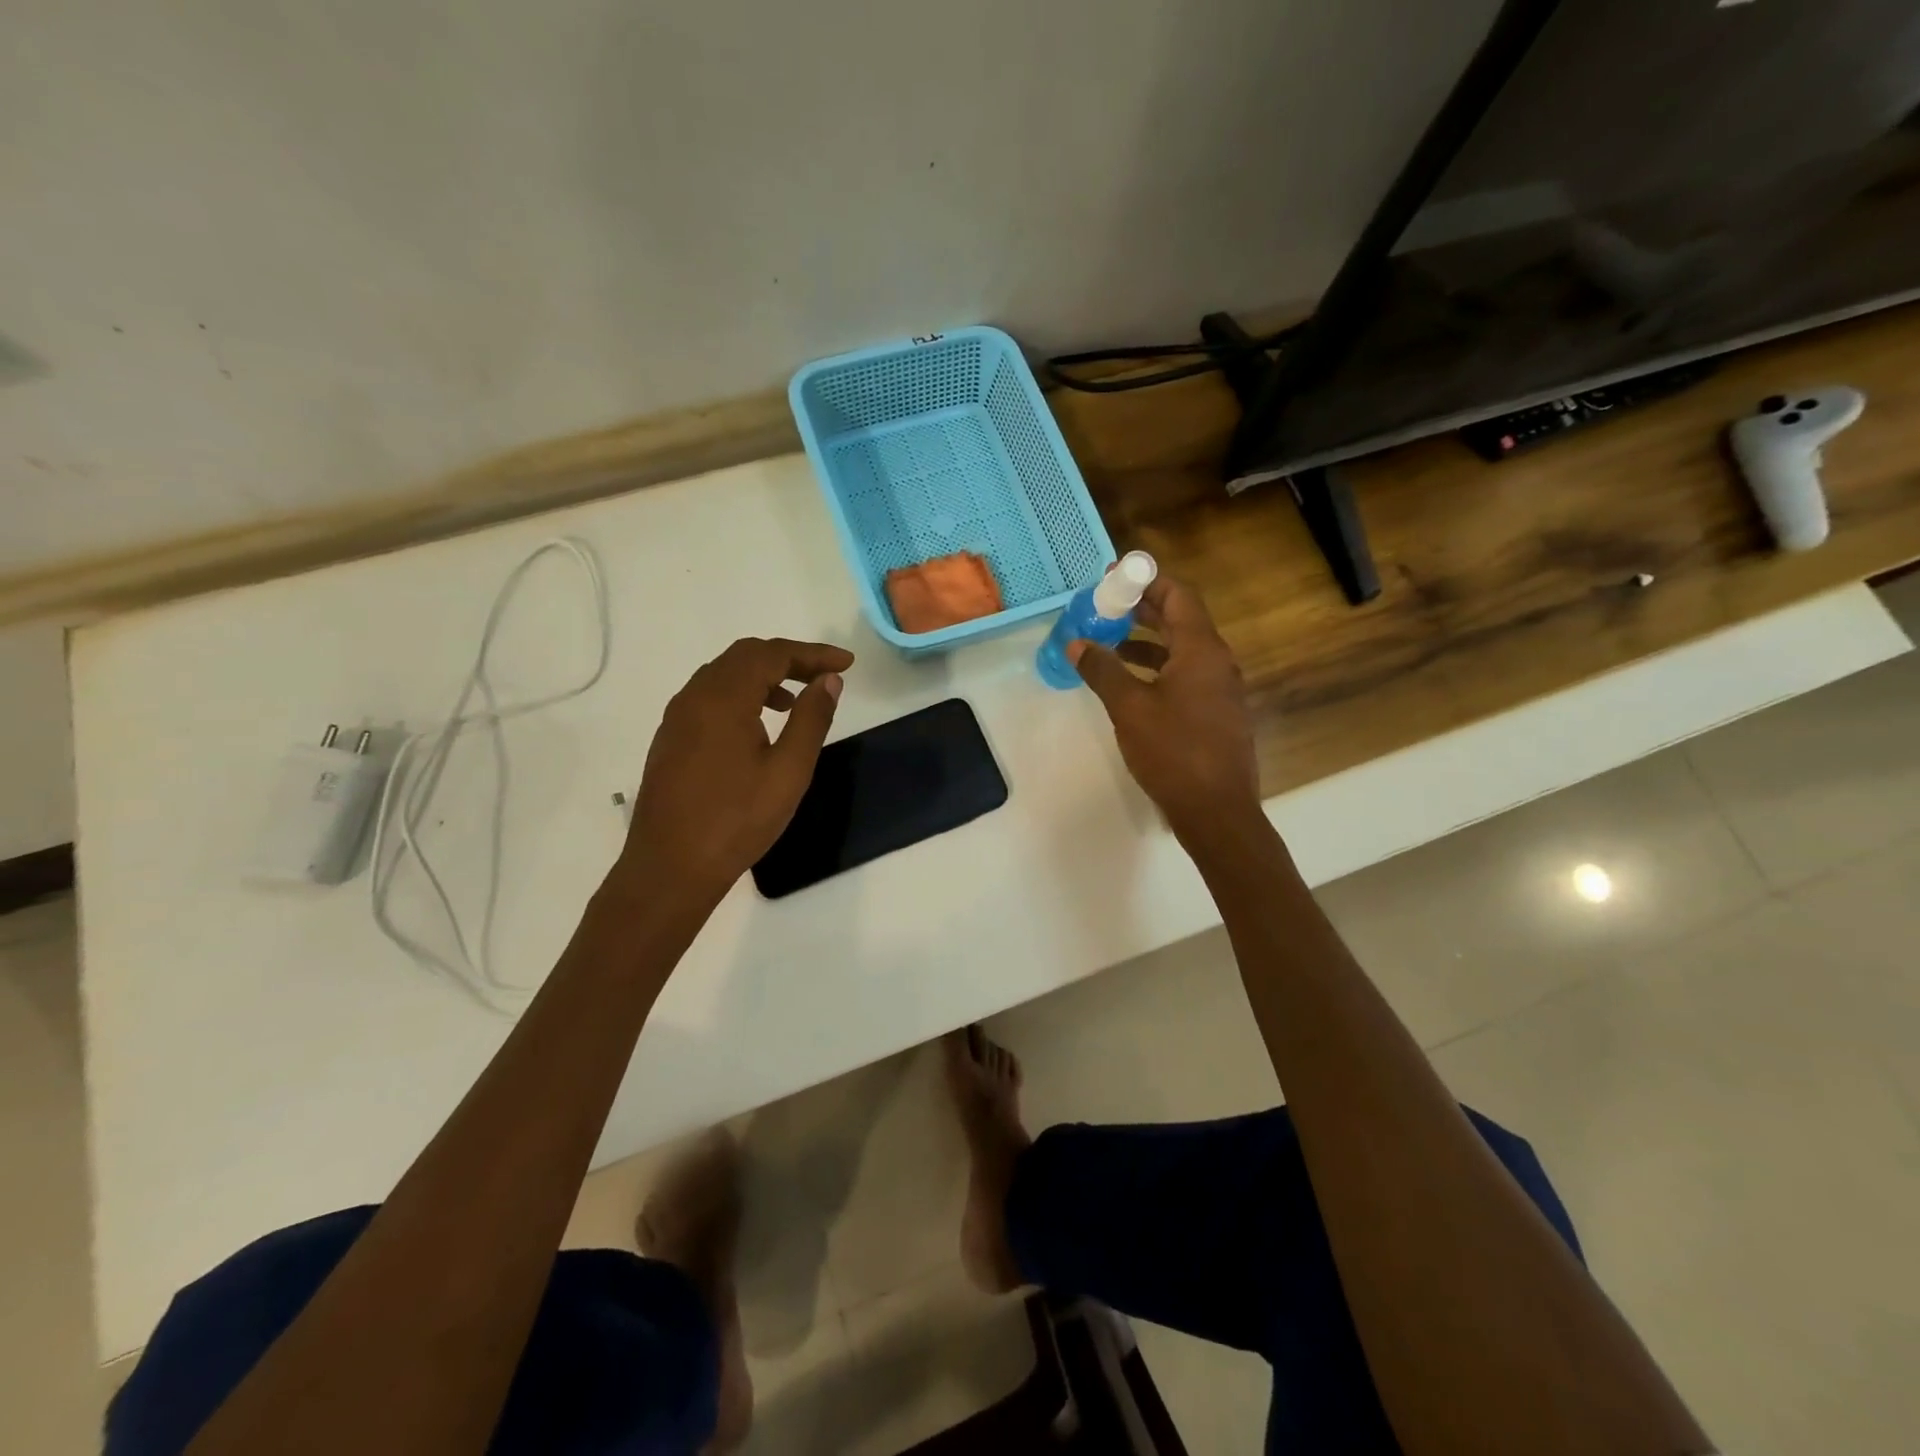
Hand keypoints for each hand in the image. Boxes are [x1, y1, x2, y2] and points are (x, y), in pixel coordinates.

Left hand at [617, 637, 852, 901]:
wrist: (670, 868)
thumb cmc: (736, 821)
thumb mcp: (789, 771)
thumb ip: (811, 719)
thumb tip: (828, 680)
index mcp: (723, 699)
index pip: (772, 654)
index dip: (812, 653)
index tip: (846, 664)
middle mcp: (694, 697)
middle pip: (744, 656)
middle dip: (788, 658)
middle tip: (824, 675)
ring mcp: (677, 718)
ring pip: (723, 675)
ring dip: (763, 676)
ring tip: (794, 701)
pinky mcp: (670, 739)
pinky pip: (708, 697)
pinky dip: (740, 695)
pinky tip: (758, 726)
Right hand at [1068, 577, 1262, 844]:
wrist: (1216, 810)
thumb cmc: (1173, 752)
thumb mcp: (1129, 708)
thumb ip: (1102, 671)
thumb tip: (1077, 643)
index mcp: (1201, 650)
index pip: (1178, 595)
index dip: (1146, 580)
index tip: (1112, 577)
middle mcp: (1217, 662)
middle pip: (1180, 620)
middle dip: (1141, 609)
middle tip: (1103, 606)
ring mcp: (1220, 689)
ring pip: (1181, 650)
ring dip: (1146, 641)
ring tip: (1108, 642)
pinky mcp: (1216, 713)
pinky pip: (1186, 675)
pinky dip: (1157, 668)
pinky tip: (1130, 683)